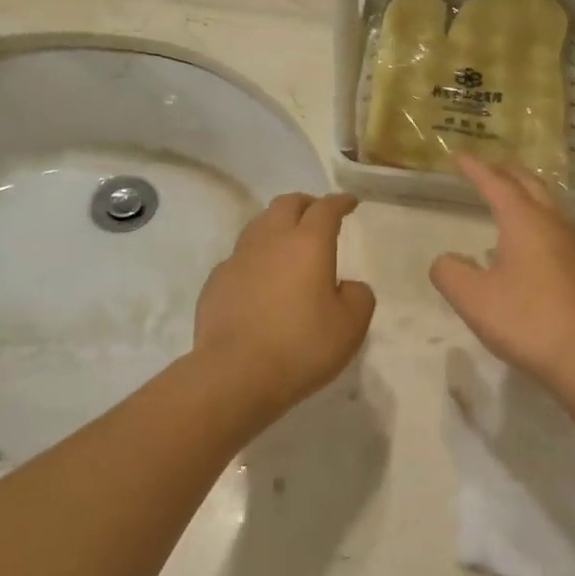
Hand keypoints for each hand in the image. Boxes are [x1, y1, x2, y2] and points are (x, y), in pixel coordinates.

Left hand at [194, 193, 375, 414]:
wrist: (236, 373)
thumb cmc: (301, 346)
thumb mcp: (351, 326)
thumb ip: (358, 296)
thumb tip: (346, 286)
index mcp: (308, 243)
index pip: (326, 209)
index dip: (340, 202)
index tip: (349, 202)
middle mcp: (270, 240)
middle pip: (287, 204)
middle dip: (306, 204)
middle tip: (317, 215)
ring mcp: (238, 259)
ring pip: (258, 225)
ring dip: (277, 225)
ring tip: (287, 242)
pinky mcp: (216, 281)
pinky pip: (239, 257)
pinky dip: (255, 258)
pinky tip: (260, 279)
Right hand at [430, 156, 574, 388]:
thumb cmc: (525, 321)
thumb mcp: (471, 298)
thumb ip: (449, 272)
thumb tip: (448, 260)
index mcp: (525, 223)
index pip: (497, 185)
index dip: (477, 169)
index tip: (460, 156)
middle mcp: (554, 227)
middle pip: (531, 187)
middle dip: (508, 173)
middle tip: (491, 167)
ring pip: (550, 209)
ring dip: (528, 198)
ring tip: (512, 201)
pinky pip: (559, 235)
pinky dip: (540, 225)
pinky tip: (532, 251)